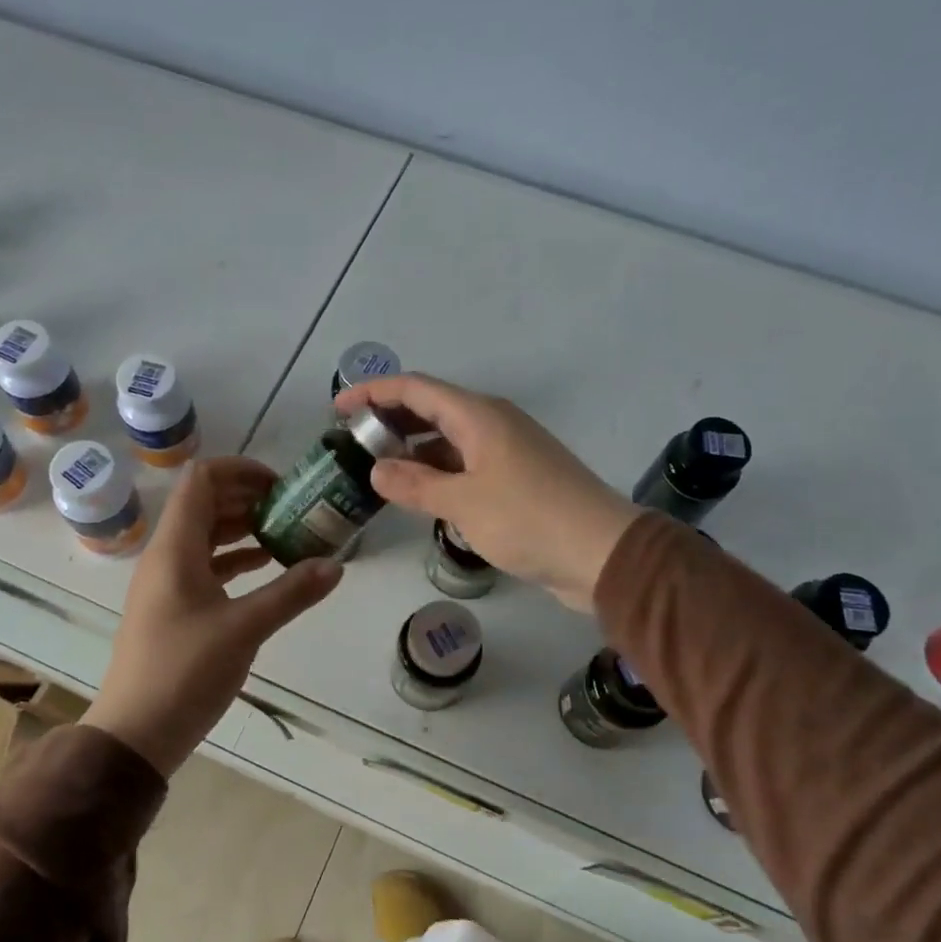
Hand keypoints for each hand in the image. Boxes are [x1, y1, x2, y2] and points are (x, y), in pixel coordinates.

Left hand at [82, 457, 341, 775]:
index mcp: (175, 548)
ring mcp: (166, 582)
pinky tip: (266, 567)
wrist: (135, 733)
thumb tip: (336, 565)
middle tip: (293, 507)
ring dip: (243, 528)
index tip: (282, 484)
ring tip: (287, 533)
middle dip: (248, 497)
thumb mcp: (245, 629)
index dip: (241, 470)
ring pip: (206, 536)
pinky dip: (235, 559)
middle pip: (204, 504)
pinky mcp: (172, 607)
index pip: (202, 480)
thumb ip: (292, 593)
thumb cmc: (185, 672)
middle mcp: (166, 556)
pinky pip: (205, 566)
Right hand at [333, 374, 637, 612]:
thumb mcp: (463, 503)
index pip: (415, 388)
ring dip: (414, 451)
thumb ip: (415, 485)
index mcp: (479, 416)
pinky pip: (466, 464)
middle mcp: (493, 423)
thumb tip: (377, 471)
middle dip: (390, 421)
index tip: (338, 409)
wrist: (601, 553)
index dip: (373, 392)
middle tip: (353, 442)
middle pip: (431, 409)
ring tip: (378, 471)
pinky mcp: (517, 479)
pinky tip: (421, 495)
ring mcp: (508, 451)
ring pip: (448, 440)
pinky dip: (438, 473)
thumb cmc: (529, 519)